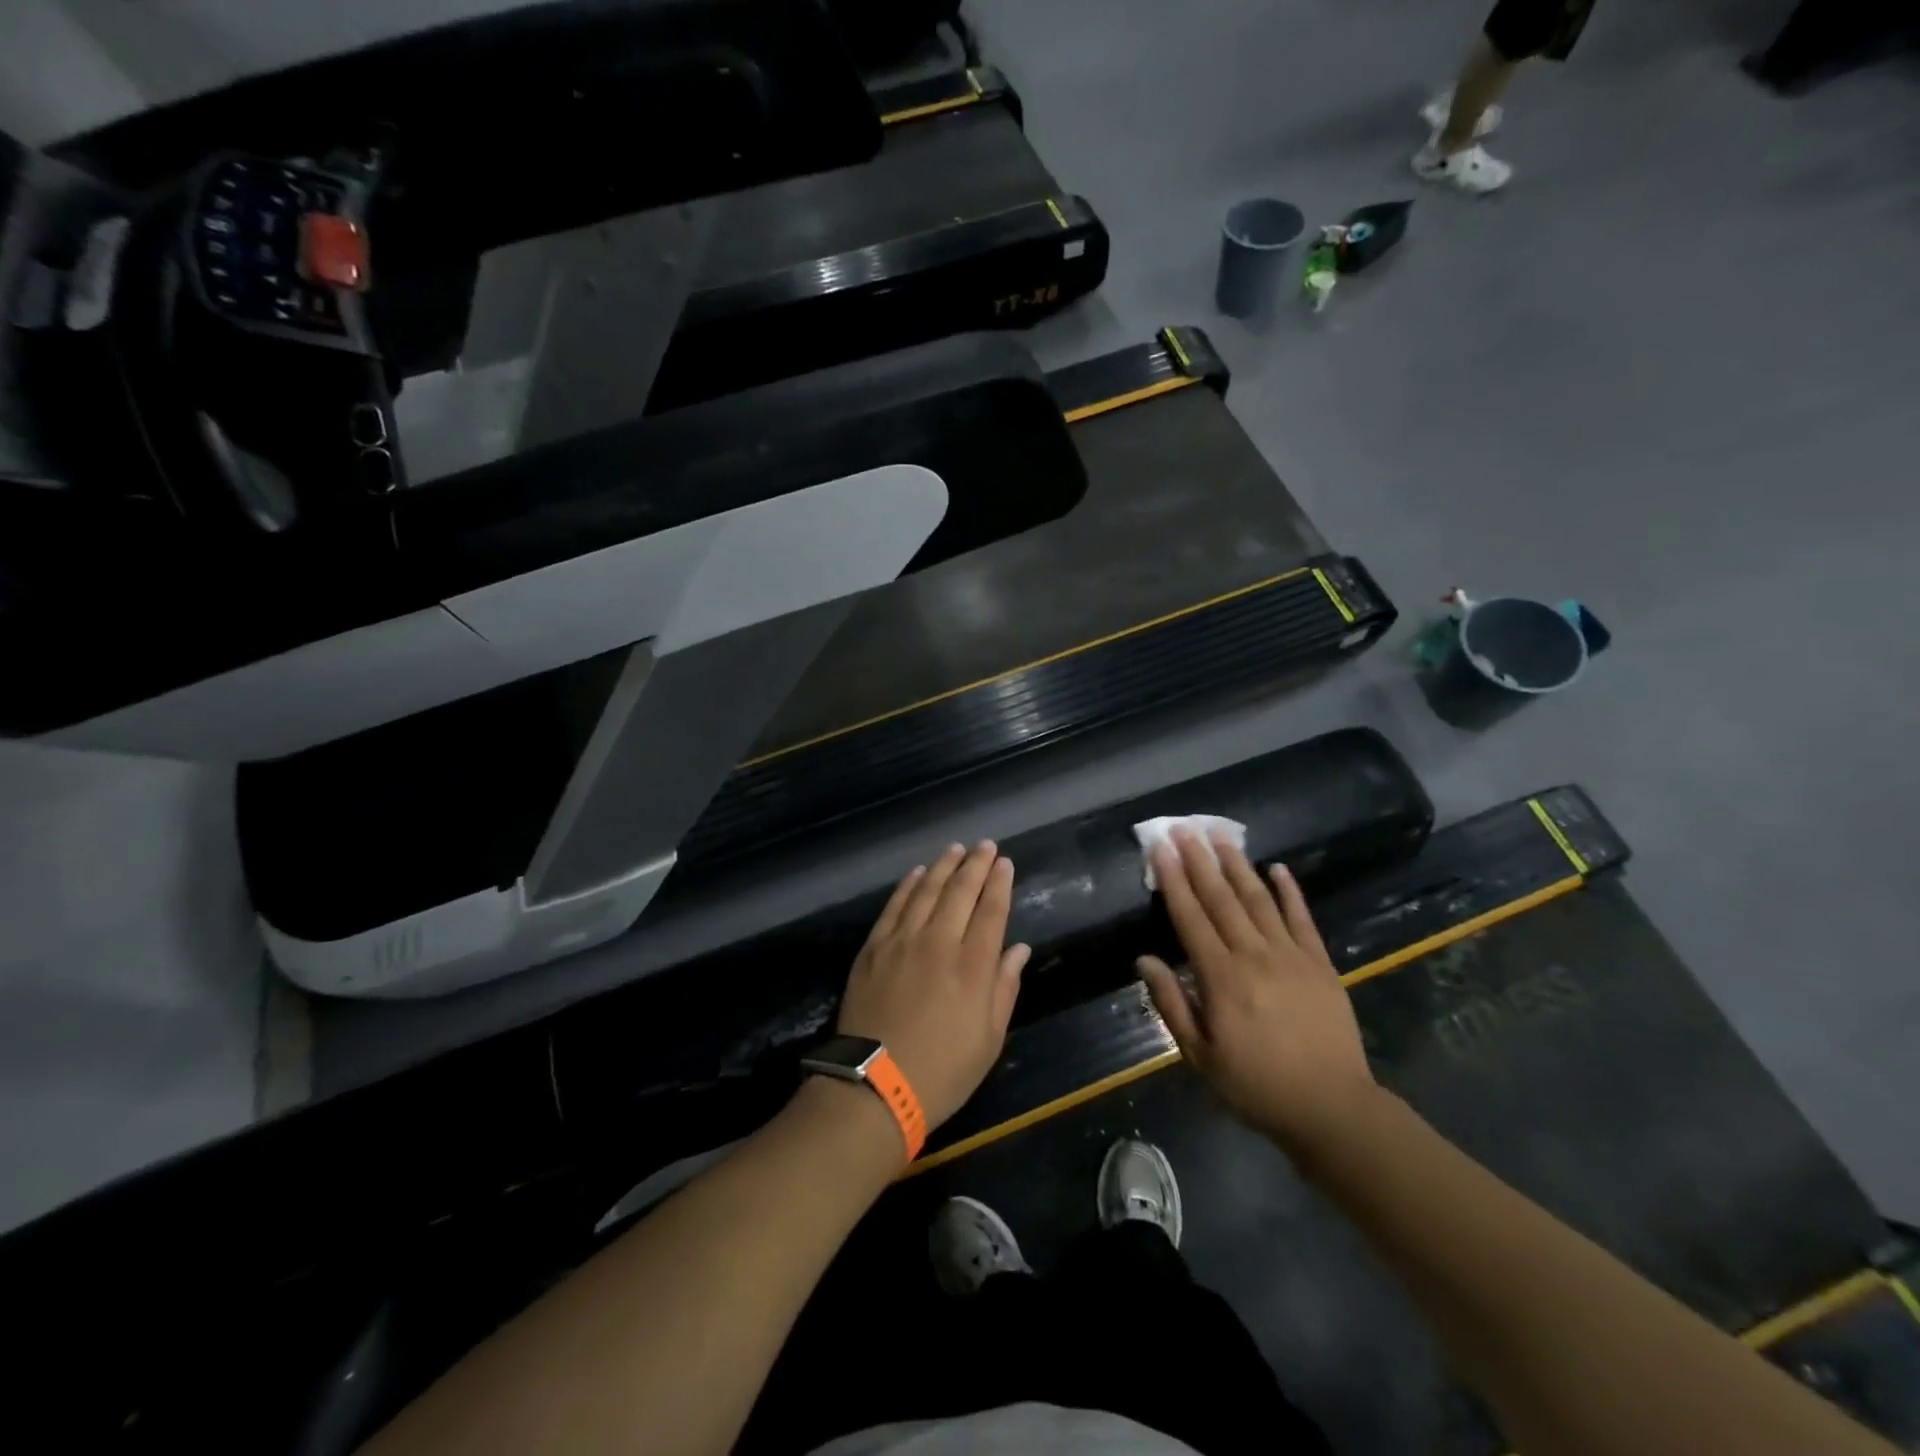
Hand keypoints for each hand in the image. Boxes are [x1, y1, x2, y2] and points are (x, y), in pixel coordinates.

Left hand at [837, 842, 1030, 1129]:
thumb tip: (1018, 949)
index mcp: (973, 966)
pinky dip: (908, 886)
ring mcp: (902, 942)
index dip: (1000, 883)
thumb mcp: (989, 1039)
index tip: (1005, 863)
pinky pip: (894, 907)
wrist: (874, 1087)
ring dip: (943, 866)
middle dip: (976, 864)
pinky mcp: (873, 948)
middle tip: (985, 845)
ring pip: (926, 890)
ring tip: (955, 848)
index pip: (991, 911)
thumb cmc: (943, 1071)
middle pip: (960, 891)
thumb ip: (1004, 987)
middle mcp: (939, 942)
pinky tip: (917, 873)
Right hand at [1137, 830, 1379, 1155]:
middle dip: (1199, 860)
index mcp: (1221, 978)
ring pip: (1259, 899)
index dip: (1173, 880)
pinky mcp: (1320, 964)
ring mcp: (1291, 956)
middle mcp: (1254, 955)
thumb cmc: (1256, 1086)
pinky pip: (1302, 919)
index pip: (1190, 917)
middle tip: (1184, 827)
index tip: (1161, 849)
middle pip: (1221, 898)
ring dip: (1238, 865)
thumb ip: (1172, 1003)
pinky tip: (1278, 868)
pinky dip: (1290, 891)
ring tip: (1221, 836)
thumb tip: (1144, 959)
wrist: (1332, 1108)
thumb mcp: (1200, 1055)